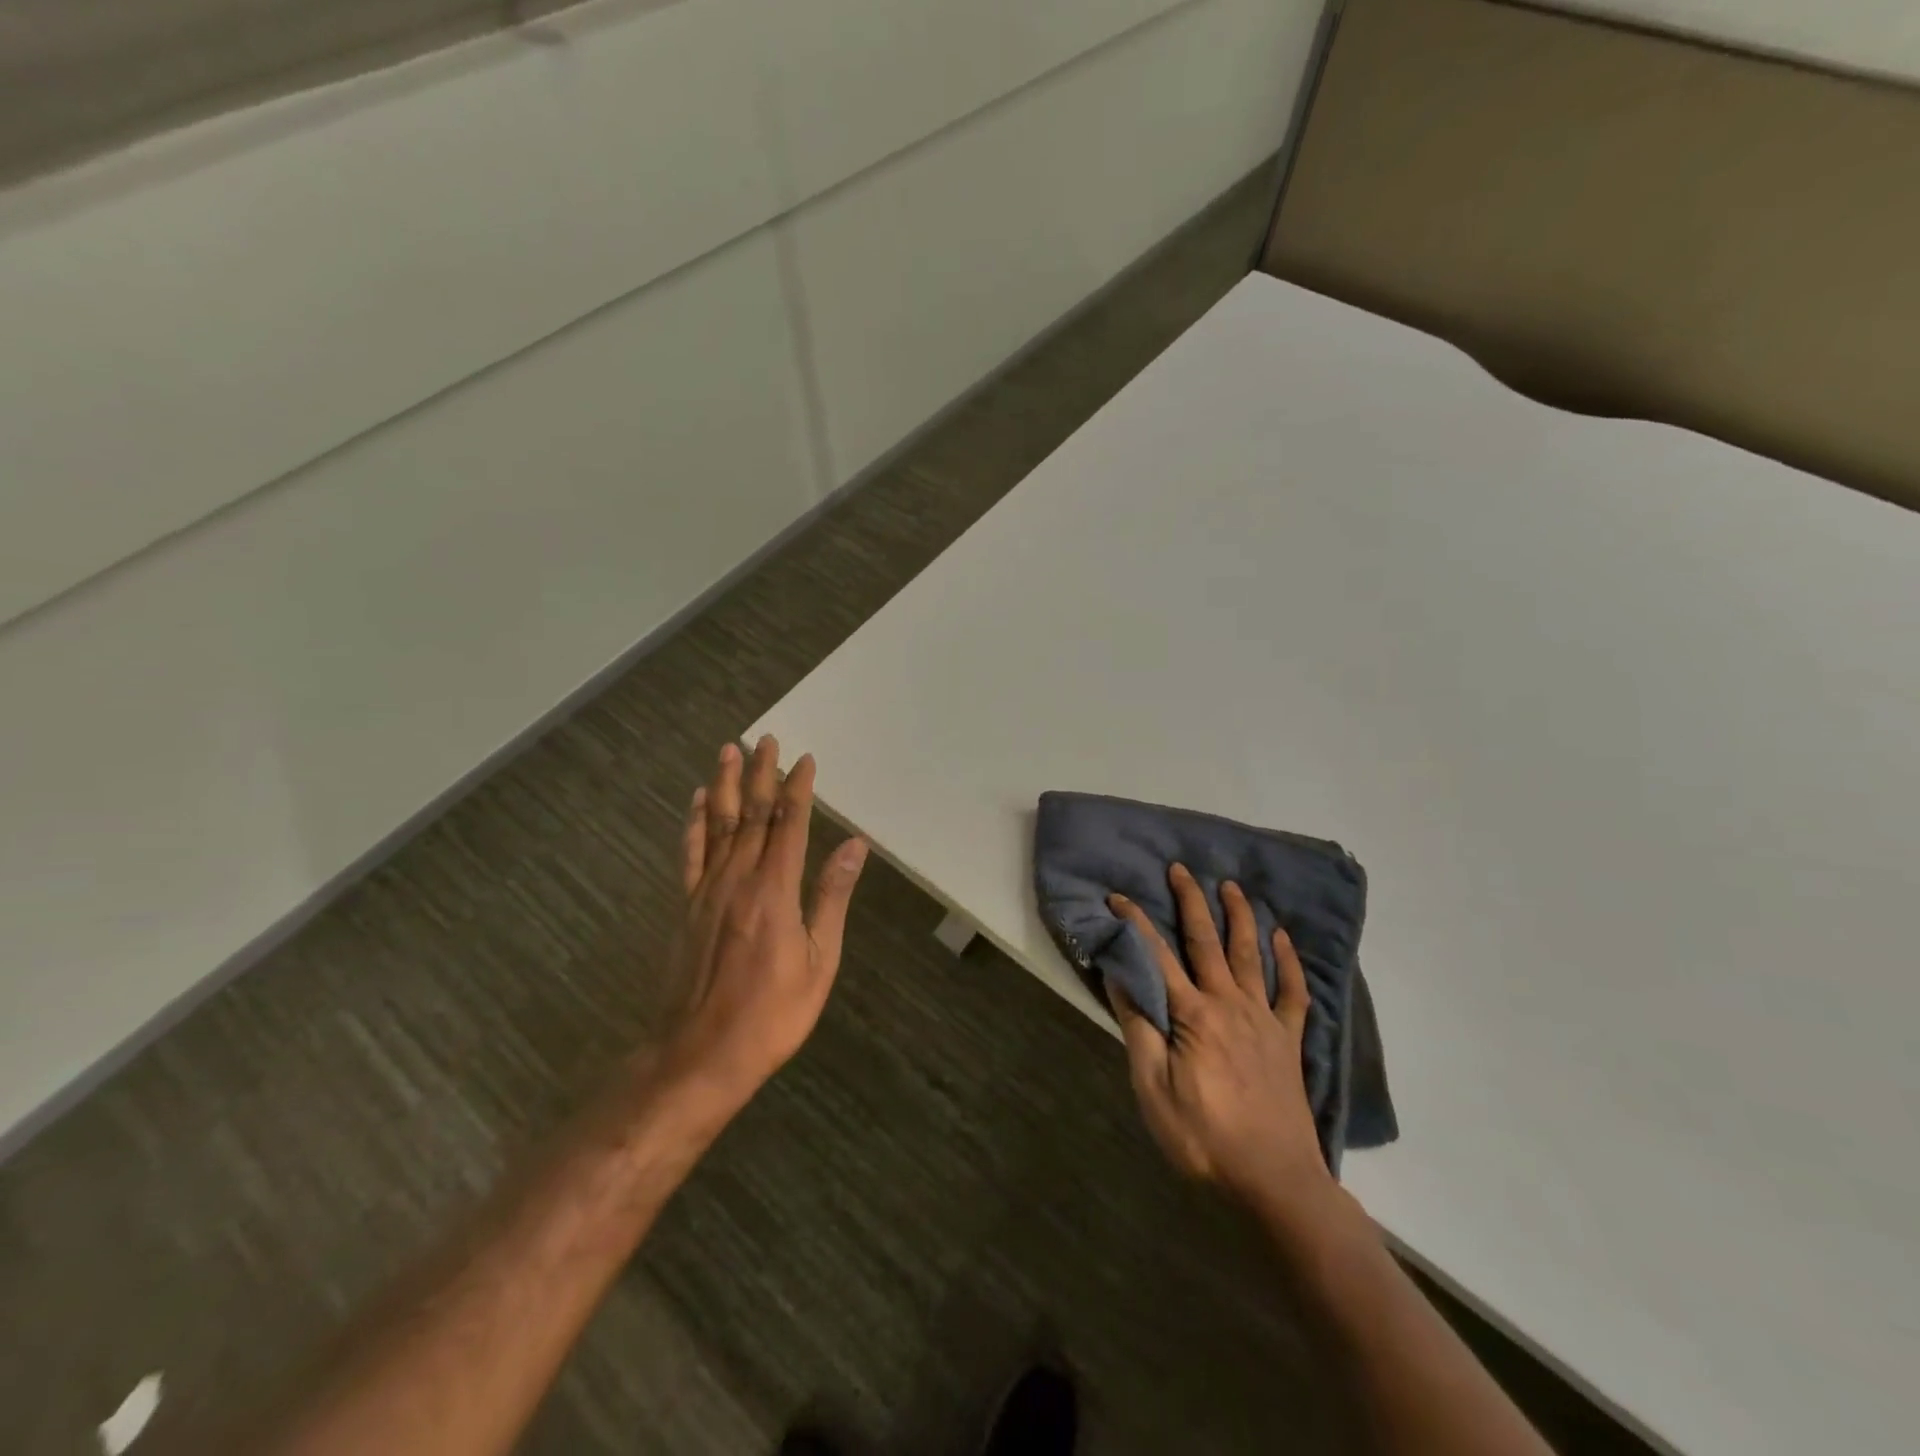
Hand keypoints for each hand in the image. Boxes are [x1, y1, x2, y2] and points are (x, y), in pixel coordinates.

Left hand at [663, 737, 868, 1108]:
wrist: (700, 1054)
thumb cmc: (772, 1014)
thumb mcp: (819, 961)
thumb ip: (831, 896)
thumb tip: (854, 845)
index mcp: (774, 890)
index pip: (788, 824)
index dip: (797, 789)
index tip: (805, 759)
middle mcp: (738, 879)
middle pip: (751, 815)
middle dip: (761, 775)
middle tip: (766, 739)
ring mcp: (707, 891)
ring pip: (719, 825)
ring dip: (726, 785)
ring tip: (729, 751)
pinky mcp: (687, 907)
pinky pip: (691, 853)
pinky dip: (695, 823)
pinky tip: (699, 801)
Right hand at [1106, 865, 1332, 1207]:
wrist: (1275, 1182)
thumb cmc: (1204, 1138)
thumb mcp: (1153, 1089)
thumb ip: (1139, 1028)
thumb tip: (1120, 976)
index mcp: (1193, 1015)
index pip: (1157, 956)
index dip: (1136, 923)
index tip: (1118, 896)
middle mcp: (1229, 1004)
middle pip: (1207, 942)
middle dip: (1191, 902)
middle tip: (1181, 869)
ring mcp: (1264, 1019)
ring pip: (1251, 956)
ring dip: (1240, 917)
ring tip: (1232, 887)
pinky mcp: (1288, 1040)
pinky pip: (1292, 992)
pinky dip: (1289, 963)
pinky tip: (1283, 939)